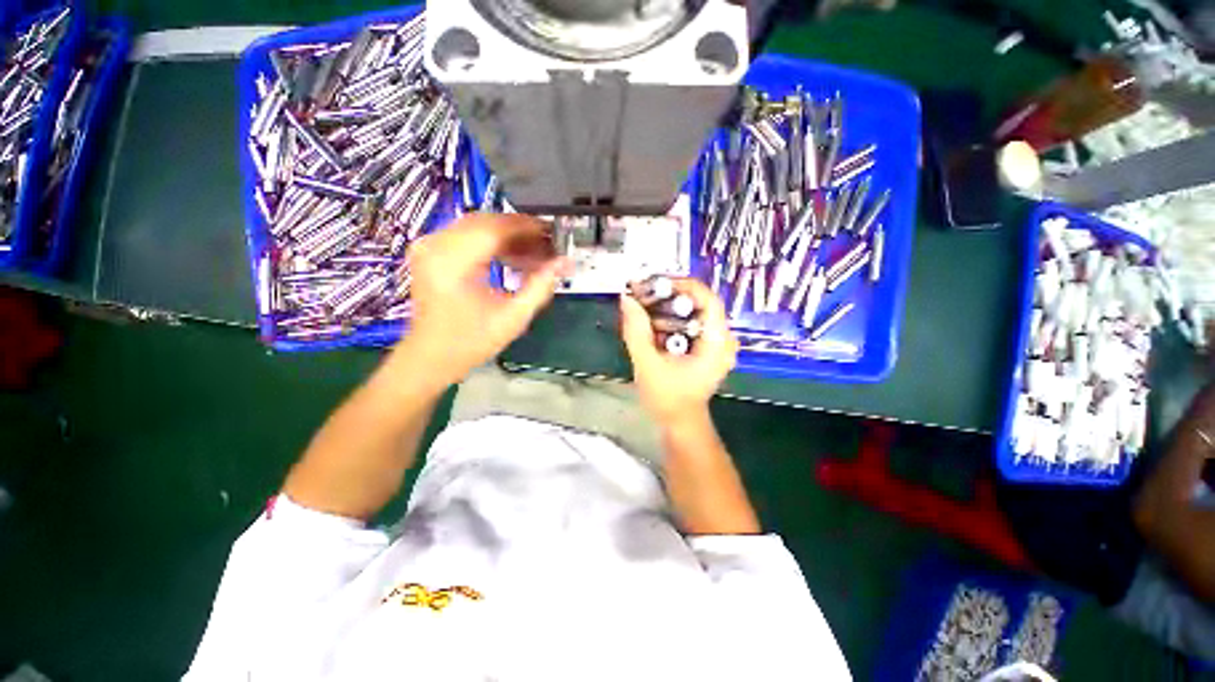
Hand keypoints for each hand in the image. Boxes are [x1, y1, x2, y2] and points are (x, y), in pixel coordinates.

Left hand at [401, 214, 567, 387]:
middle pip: (487, 222)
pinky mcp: (432, 250)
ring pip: (479, 226)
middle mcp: (435, 244)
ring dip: (510, 237)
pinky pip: (469, 235)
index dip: (528, 227)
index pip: (496, 228)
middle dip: (521, 231)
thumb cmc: (471, 342)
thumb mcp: (513, 318)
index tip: (555, 233)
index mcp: (451, 262)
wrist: (431, 356)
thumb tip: (564, 262)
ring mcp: (430, 245)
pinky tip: (515, 258)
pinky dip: (494, 243)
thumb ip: (540, 286)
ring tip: (536, 253)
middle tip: (549, 245)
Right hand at [619, 278, 738, 423]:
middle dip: (670, 296)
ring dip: (668, 306)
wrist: (679, 423)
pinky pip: (690, 323)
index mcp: (717, 342)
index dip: (683, 285)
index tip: (655, 284)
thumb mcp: (647, 364)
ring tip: (643, 305)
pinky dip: (671, 319)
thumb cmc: (667, 398)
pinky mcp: (706, 348)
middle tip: (643, 294)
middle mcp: (722, 338)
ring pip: (693, 312)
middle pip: (699, 303)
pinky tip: (651, 322)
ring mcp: (716, 343)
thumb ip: (636, 331)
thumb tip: (626, 299)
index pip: (708, 299)